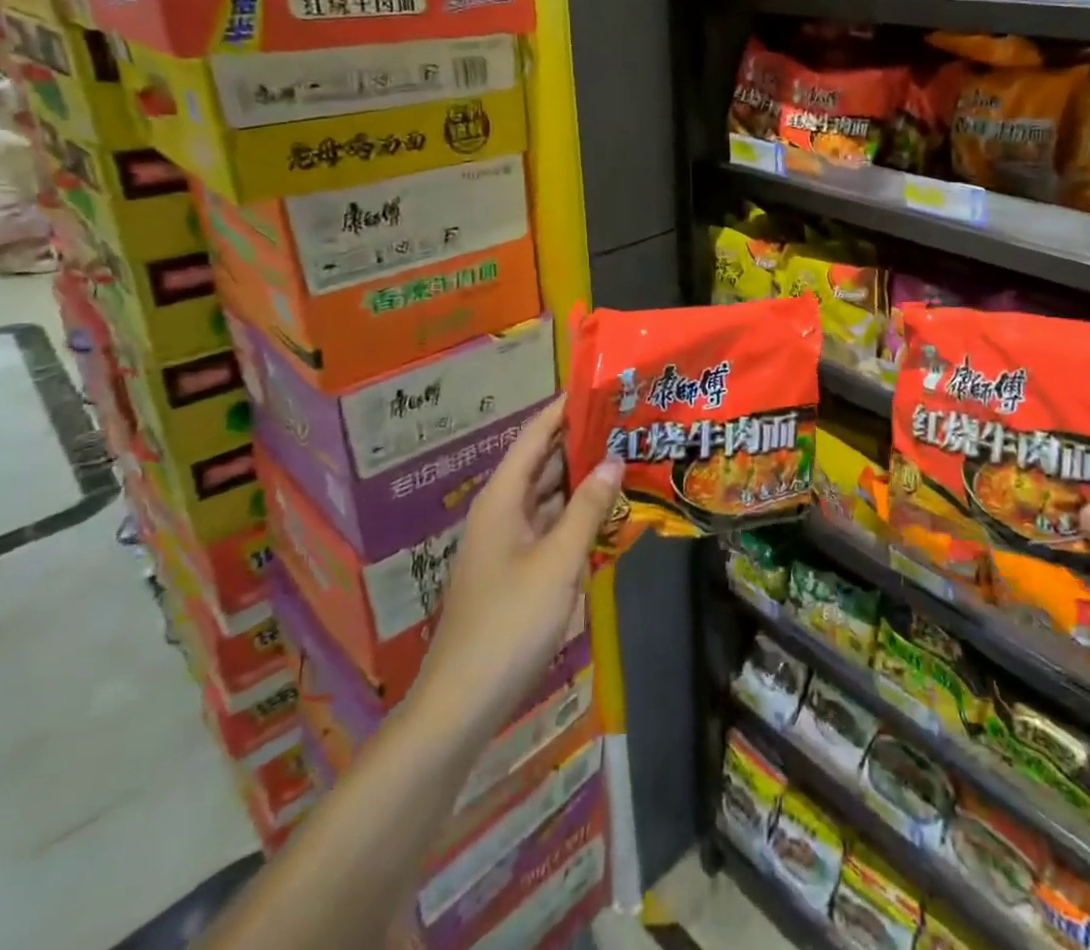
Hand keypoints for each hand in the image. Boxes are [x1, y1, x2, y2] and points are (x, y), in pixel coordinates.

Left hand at [410, 400, 622, 742]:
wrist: (462, 701)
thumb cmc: (509, 621)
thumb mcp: (558, 561)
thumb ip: (587, 508)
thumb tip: (613, 459)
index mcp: (502, 499)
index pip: (534, 436)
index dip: (562, 409)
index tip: (597, 387)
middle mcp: (502, 512)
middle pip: (543, 463)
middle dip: (581, 442)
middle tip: (626, 422)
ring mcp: (508, 543)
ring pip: (548, 497)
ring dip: (582, 480)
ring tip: (626, 457)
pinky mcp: (516, 570)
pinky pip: (550, 527)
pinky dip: (576, 515)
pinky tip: (608, 512)